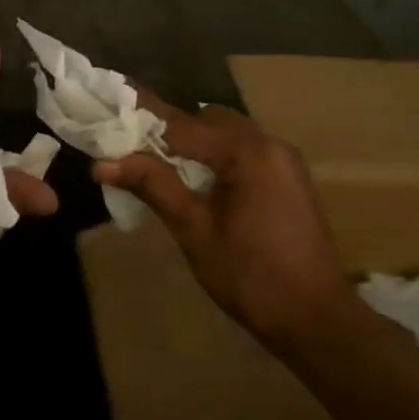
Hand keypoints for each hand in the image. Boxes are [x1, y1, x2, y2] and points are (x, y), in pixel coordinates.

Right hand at [94, 93, 347, 338]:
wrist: (316, 320)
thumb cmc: (250, 276)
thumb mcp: (194, 229)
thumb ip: (152, 185)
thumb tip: (102, 162)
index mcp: (248, 151)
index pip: (181, 123)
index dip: (141, 115)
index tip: (109, 99)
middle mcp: (269, 144)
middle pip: (205, 120)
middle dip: (165, 128)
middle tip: (125, 141)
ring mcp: (282, 161)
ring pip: (223, 135)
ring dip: (189, 142)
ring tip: (150, 160)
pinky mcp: (286, 179)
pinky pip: (240, 152)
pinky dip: (211, 156)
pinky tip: (189, 178)